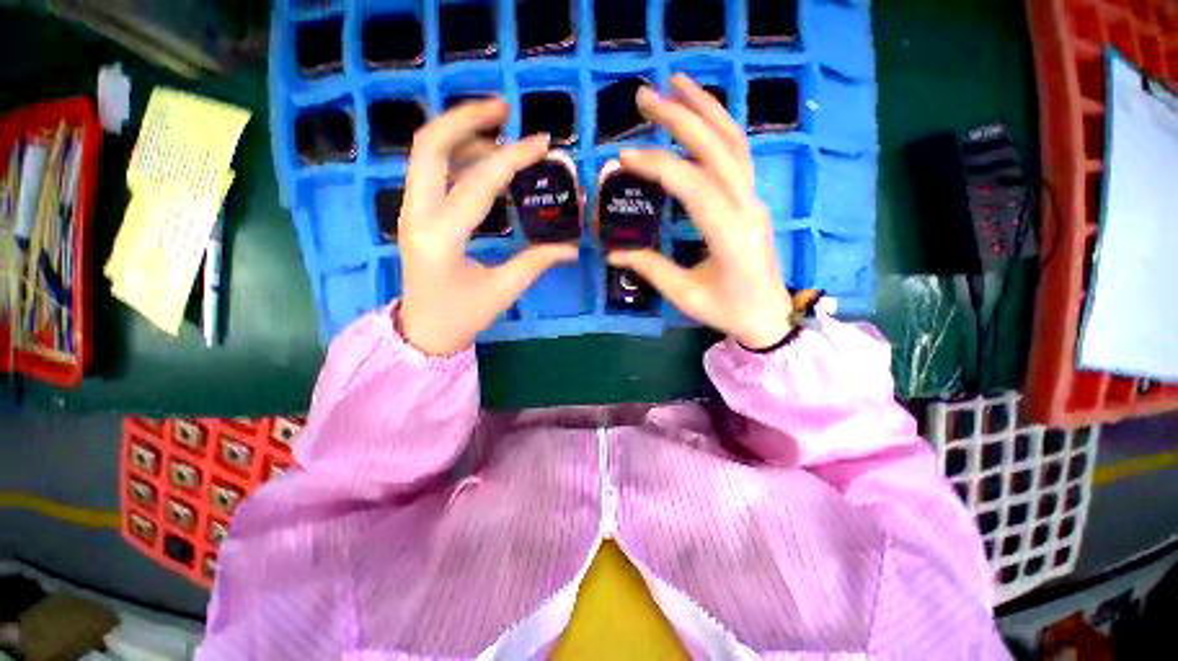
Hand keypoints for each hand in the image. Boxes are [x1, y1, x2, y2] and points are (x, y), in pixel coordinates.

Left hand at [397, 99, 577, 354]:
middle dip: (467, 117)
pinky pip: (433, 171)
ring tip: (502, 133)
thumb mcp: (503, 290)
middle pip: (430, 144)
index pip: (479, 183)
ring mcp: (410, 210)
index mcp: (441, 236)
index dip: (514, 158)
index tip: (543, 142)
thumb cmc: (462, 316)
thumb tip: (572, 246)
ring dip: (463, 134)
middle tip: (504, 108)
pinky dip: (459, 156)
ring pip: (428, 153)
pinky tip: (485, 160)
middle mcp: (417, 213)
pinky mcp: (416, 213)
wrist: (424, 331)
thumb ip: (537, 261)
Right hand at [606, 75, 793, 348]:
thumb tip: (612, 252)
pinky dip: (719, 127)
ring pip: (735, 143)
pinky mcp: (752, 200)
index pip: (694, 186)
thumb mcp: (684, 294)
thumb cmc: (727, 310)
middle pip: (718, 149)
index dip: (658, 166)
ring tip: (676, 83)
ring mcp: (754, 200)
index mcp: (730, 235)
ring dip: (706, 109)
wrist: (768, 314)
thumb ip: (650, 268)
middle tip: (646, 96)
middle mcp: (747, 208)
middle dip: (682, 117)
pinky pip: (738, 154)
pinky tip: (700, 115)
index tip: (625, 156)